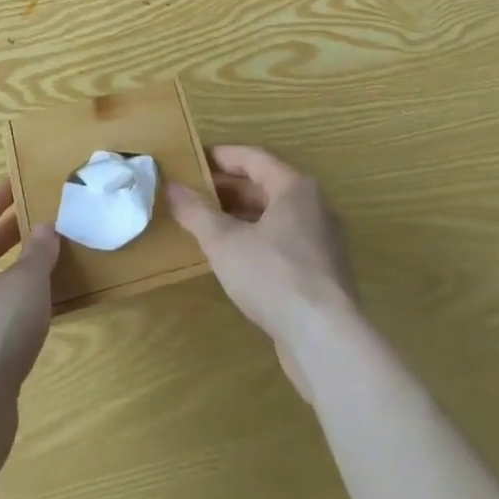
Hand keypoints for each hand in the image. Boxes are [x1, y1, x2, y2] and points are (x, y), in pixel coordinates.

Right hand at [169, 146, 355, 399]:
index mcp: (294, 188)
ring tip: (207, 225)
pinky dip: (257, 241)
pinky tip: (234, 260)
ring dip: (241, 217)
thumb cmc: (273, 276)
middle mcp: (314, 207)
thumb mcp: (224, 242)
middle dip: (228, 189)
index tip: (192, 161)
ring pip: (275, 217)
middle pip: (265, 186)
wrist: (326, 341)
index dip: (220, 157)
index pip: (253, 158)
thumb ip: (196, 212)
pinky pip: (284, 244)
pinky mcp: (323, 274)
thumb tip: (172, 187)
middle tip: (193, 194)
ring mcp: (322, 242)